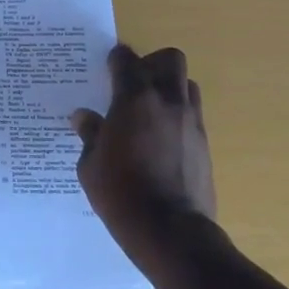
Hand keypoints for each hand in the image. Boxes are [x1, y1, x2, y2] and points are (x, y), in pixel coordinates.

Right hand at [70, 44, 216, 268]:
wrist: (170, 231)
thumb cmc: (120, 193)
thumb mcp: (90, 165)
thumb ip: (90, 135)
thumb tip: (83, 117)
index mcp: (134, 100)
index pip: (127, 60)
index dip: (116, 58)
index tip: (108, 64)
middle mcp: (167, 102)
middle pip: (170, 60)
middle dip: (152, 63)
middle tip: (134, 82)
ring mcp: (191, 122)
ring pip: (187, 85)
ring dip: (170, 87)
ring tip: (150, 109)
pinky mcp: (204, 144)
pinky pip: (193, 114)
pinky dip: (178, 115)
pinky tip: (161, 138)